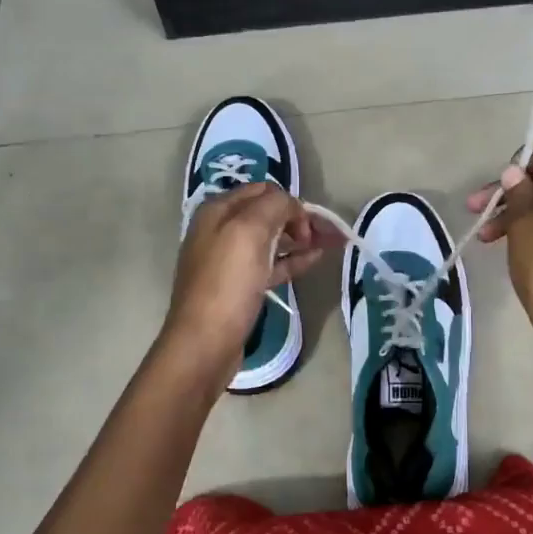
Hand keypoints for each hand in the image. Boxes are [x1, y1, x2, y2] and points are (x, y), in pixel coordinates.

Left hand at [163, 184, 332, 368]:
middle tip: (327, 234)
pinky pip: (269, 264)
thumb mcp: (249, 231)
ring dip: (298, 238)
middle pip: (267, 214)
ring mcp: (228, 260)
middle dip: (298, 219)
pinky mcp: (238, 286)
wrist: (205, 342)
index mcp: (218, 211)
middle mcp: (220, 230)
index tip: (311, 223)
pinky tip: (313, 260)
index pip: (263, 190)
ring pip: (270, 240)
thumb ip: (273, 206)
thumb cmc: (227, 283)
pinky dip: (291, 259)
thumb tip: (292, 206)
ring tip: (328, 245)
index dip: (291, 202)